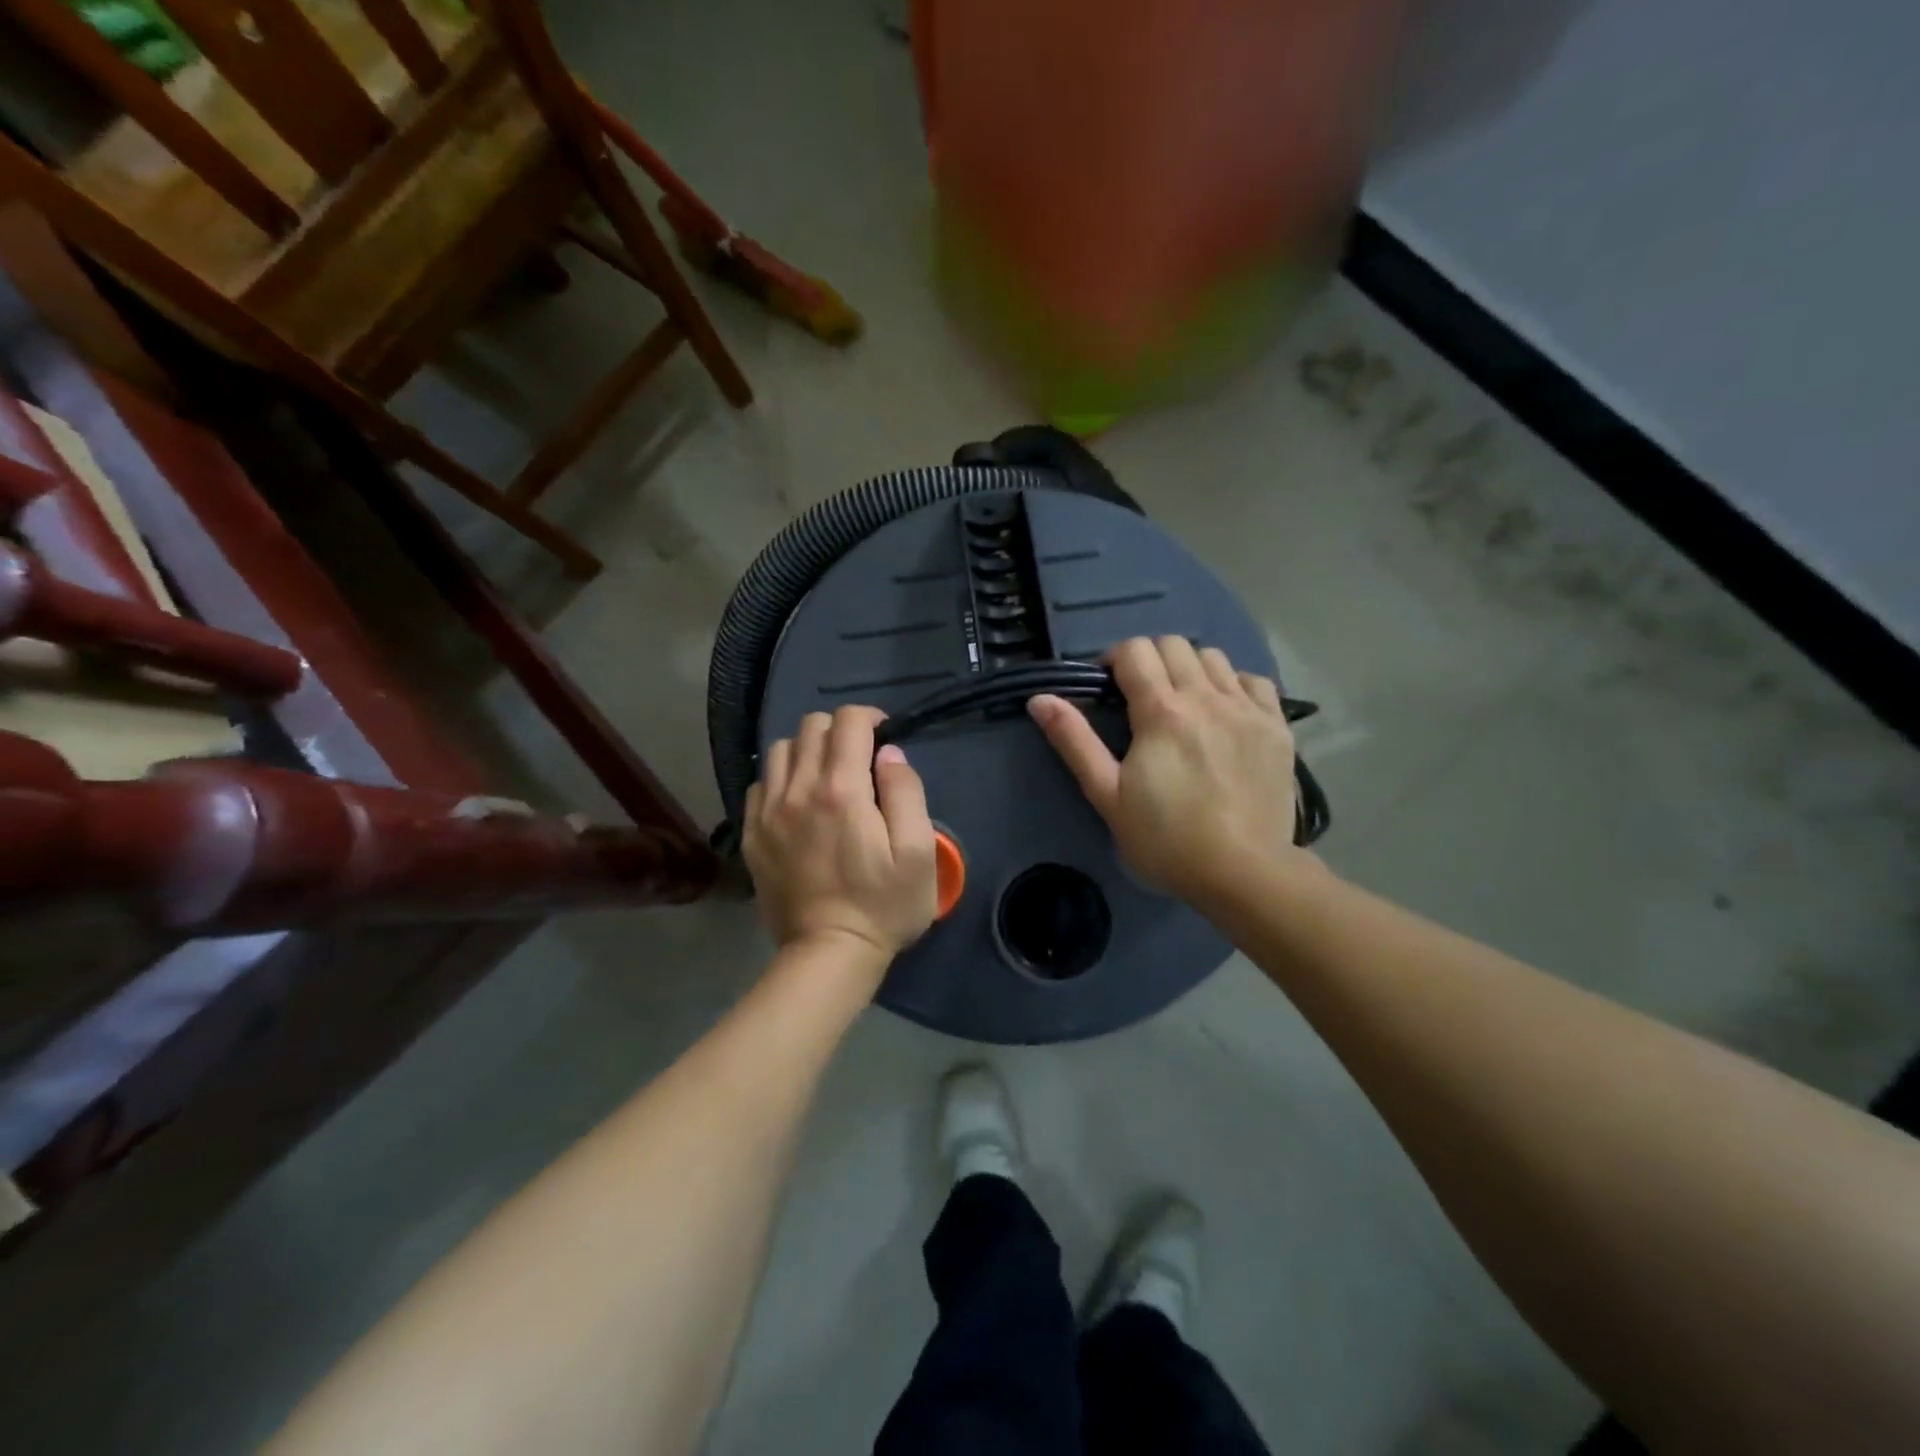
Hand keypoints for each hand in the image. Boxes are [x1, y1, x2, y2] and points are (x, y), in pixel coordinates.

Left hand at [745, 705, 938, 971]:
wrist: (828, 955)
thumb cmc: (883, 906)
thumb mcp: (918, 853)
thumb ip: (906, 792)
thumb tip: (889, 755)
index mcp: (841, 790)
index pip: (848, 721)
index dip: (870, 718)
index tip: (884, 738)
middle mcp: (797, 789)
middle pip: (811, 726)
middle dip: (840, 730)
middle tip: (860, 759)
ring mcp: (768, 812)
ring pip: (780, 749)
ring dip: (807, 751)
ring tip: (826, 776)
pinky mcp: (752, 834)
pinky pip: (760, 783)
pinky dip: (781, 779)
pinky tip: (798, 802)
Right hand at [1028, 637, 1297, 900]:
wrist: (1244, 872)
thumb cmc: (1166, 839)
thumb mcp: (1107, 795)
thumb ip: (1074, 741)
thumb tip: (1039, 698)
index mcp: (1162, 711)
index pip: (1135, 650)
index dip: (1114, 659)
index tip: (1107, 687)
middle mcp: (1206, 696)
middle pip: (1173, 644)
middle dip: (1149, 659)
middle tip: (1140, 697)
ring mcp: (1247, 708)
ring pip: (1213, 657)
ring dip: (1189, 668)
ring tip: (1182, 703)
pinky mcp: (1277, 725)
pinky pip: (1254, 680)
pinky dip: (1233, 684)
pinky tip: (1224, 711)